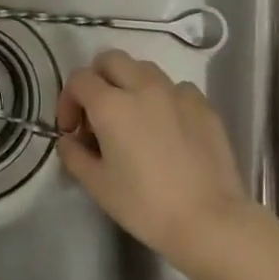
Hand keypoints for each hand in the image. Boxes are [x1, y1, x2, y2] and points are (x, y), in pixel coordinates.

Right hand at [57, 50, 249, 266]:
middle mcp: (143, 87)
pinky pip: (175, 88)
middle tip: (98, 114)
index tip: (72, 130)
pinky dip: (163, 99)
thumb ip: (74, 156)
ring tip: (133, 119)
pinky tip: (167, 128)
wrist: (210, 220)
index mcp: (111, 105)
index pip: (79, 79)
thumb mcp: (98, 186)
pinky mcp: (203, 104)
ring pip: (144, 69)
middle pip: (111, 59)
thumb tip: (69, 140)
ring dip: (130, 84)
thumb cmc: (146, 205)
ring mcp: (177, 92)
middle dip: (97, 79)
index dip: (68, 100)